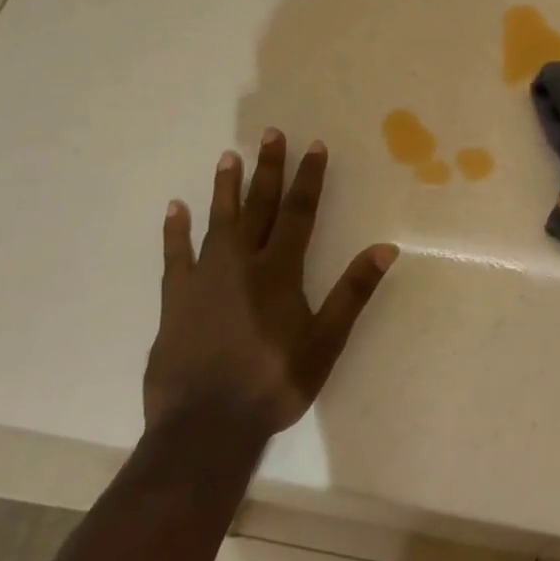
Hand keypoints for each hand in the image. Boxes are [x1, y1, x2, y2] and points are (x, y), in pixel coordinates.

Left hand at [145, 132, 396, 437]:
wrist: (205, 425)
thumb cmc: (274, 383)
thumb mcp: (326, 341)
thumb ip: (353, 292)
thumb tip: (385, 248)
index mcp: (278, 271)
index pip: (298, 213)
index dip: (308, 178)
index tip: (313, 146)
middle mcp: (240, 264)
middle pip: (258, 207)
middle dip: (268, 169)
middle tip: (271, 134)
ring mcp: (203, 279)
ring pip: (217, 222)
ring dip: (225, 188)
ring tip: (228, 157)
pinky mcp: (175, 299)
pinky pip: (175, 255)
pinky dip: (175, 231)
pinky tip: (175, 208)